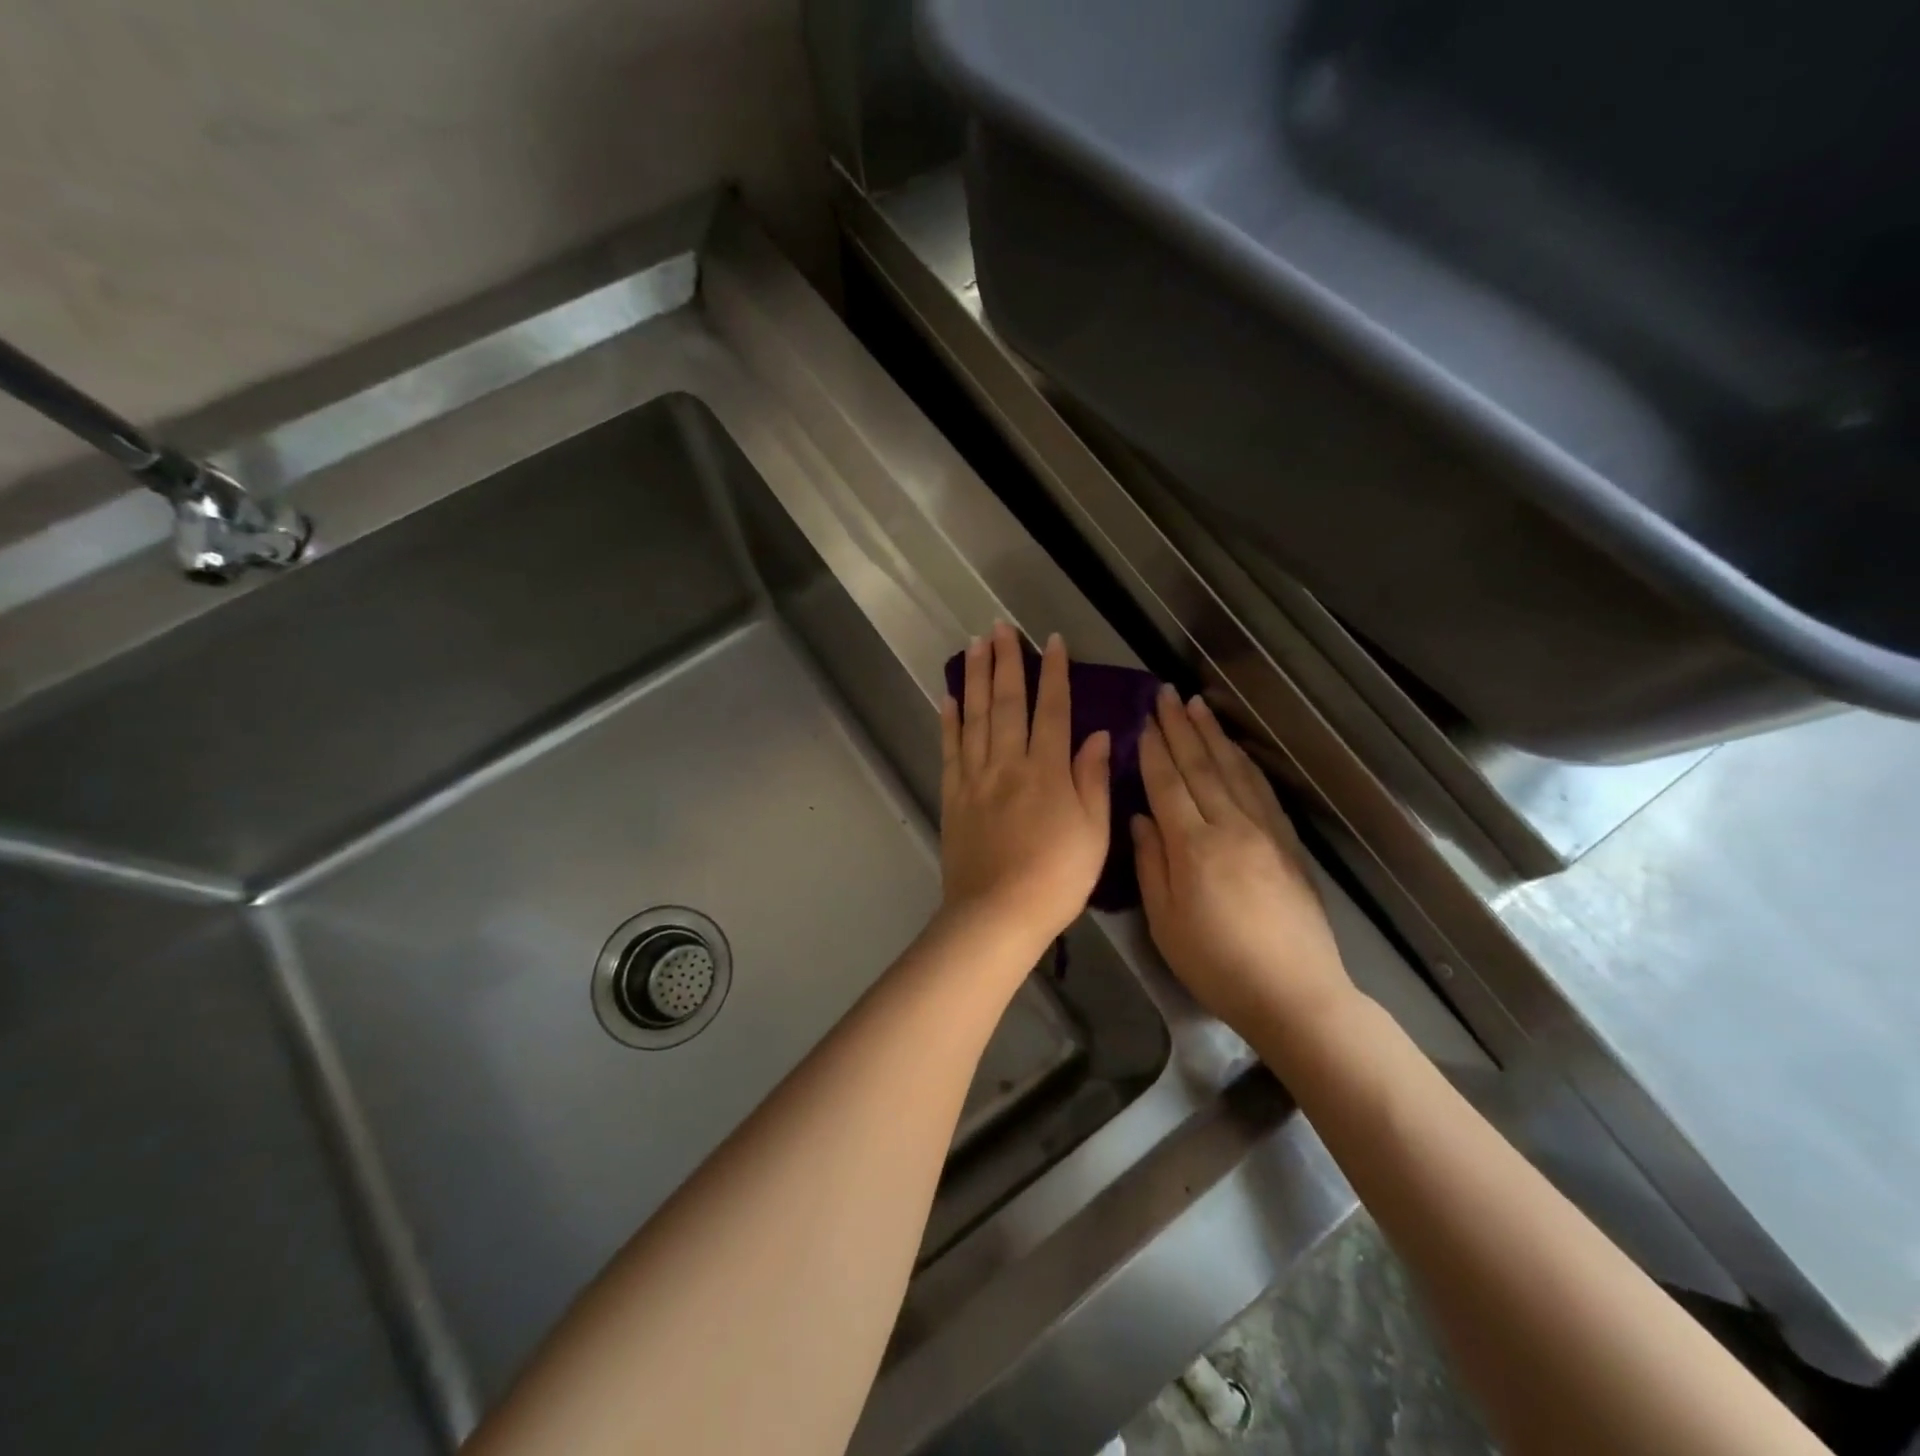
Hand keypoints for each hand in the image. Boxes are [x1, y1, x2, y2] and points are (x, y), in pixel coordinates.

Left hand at [939, 624, 1110, 955]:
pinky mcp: (953, 796)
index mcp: (1048, 770)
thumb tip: (1097, 734)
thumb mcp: (1094, 832)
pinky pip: (950, 749)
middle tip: (999, 626)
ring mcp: (976, 777)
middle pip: (1007, 702)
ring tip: (974, 645)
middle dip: (1006, 661)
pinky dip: (949, 720)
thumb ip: (1092, 778)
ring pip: (975, 716)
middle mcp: (1009, 763)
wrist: (998, 913)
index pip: (1053, 709)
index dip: (1054, 673)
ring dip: (976, 678)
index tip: (1051, 641)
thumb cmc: (1057, 877)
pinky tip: (949, 697)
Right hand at [1131, 686, 1351, 1037]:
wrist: (1294, 993)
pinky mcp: (1287, 843)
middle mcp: (1230, 827)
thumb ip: (1151, 864)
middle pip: (1201, 767)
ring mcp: (1264, 832)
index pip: (1168, 784)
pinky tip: (1236, 748)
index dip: (1153, 750)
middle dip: (1180, 728)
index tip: (1142, 720)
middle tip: (1166, 693)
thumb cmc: (1217, 964)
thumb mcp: (1165, 922)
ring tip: (1197, 705)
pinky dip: (1245, 762)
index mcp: (1194, 847)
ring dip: (1213, 735)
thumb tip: (1140, 818)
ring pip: (1234, 770)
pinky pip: (1262, 790)